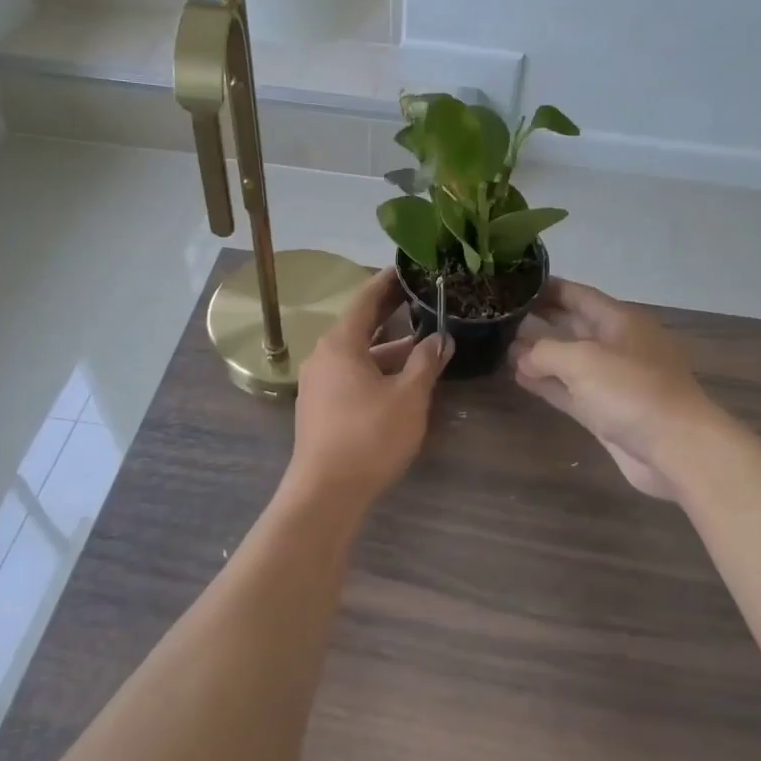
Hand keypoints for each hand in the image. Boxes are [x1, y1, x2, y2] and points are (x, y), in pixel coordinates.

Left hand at [289, 269, 449, 506]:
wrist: (325, 493)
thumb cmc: (369, 436)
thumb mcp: (409, 397)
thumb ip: (425, 362)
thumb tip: (441, 338)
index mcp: (340, 344)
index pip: (365, 299)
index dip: (387, 282)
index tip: (407, 268)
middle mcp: (323, 356)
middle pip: (360, 325)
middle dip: (390, 313)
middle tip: (420, 297)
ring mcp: (319, 383)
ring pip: (358, 354)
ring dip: (388, 347)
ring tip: (423, 343)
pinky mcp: (321, 407)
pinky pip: (351, 375)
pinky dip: (376, 369)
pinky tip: (401, 379)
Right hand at [509, 280, 724, 498]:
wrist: (676, 448)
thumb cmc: (632, 391)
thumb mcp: (583, 360)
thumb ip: (545, 351)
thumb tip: (521, 355)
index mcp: (620, 321)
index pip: (578, 295)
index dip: (548, 288)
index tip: (514, 283)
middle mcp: (617, 345)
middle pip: (573, 325)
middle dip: (540, 320)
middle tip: (501, 316)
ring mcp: (613, 381)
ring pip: (570, 360)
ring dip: (539, 354)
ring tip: (502, 346)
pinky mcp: (607, 413)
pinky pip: (571, 390)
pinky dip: (547, 383)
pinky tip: (520, 378)